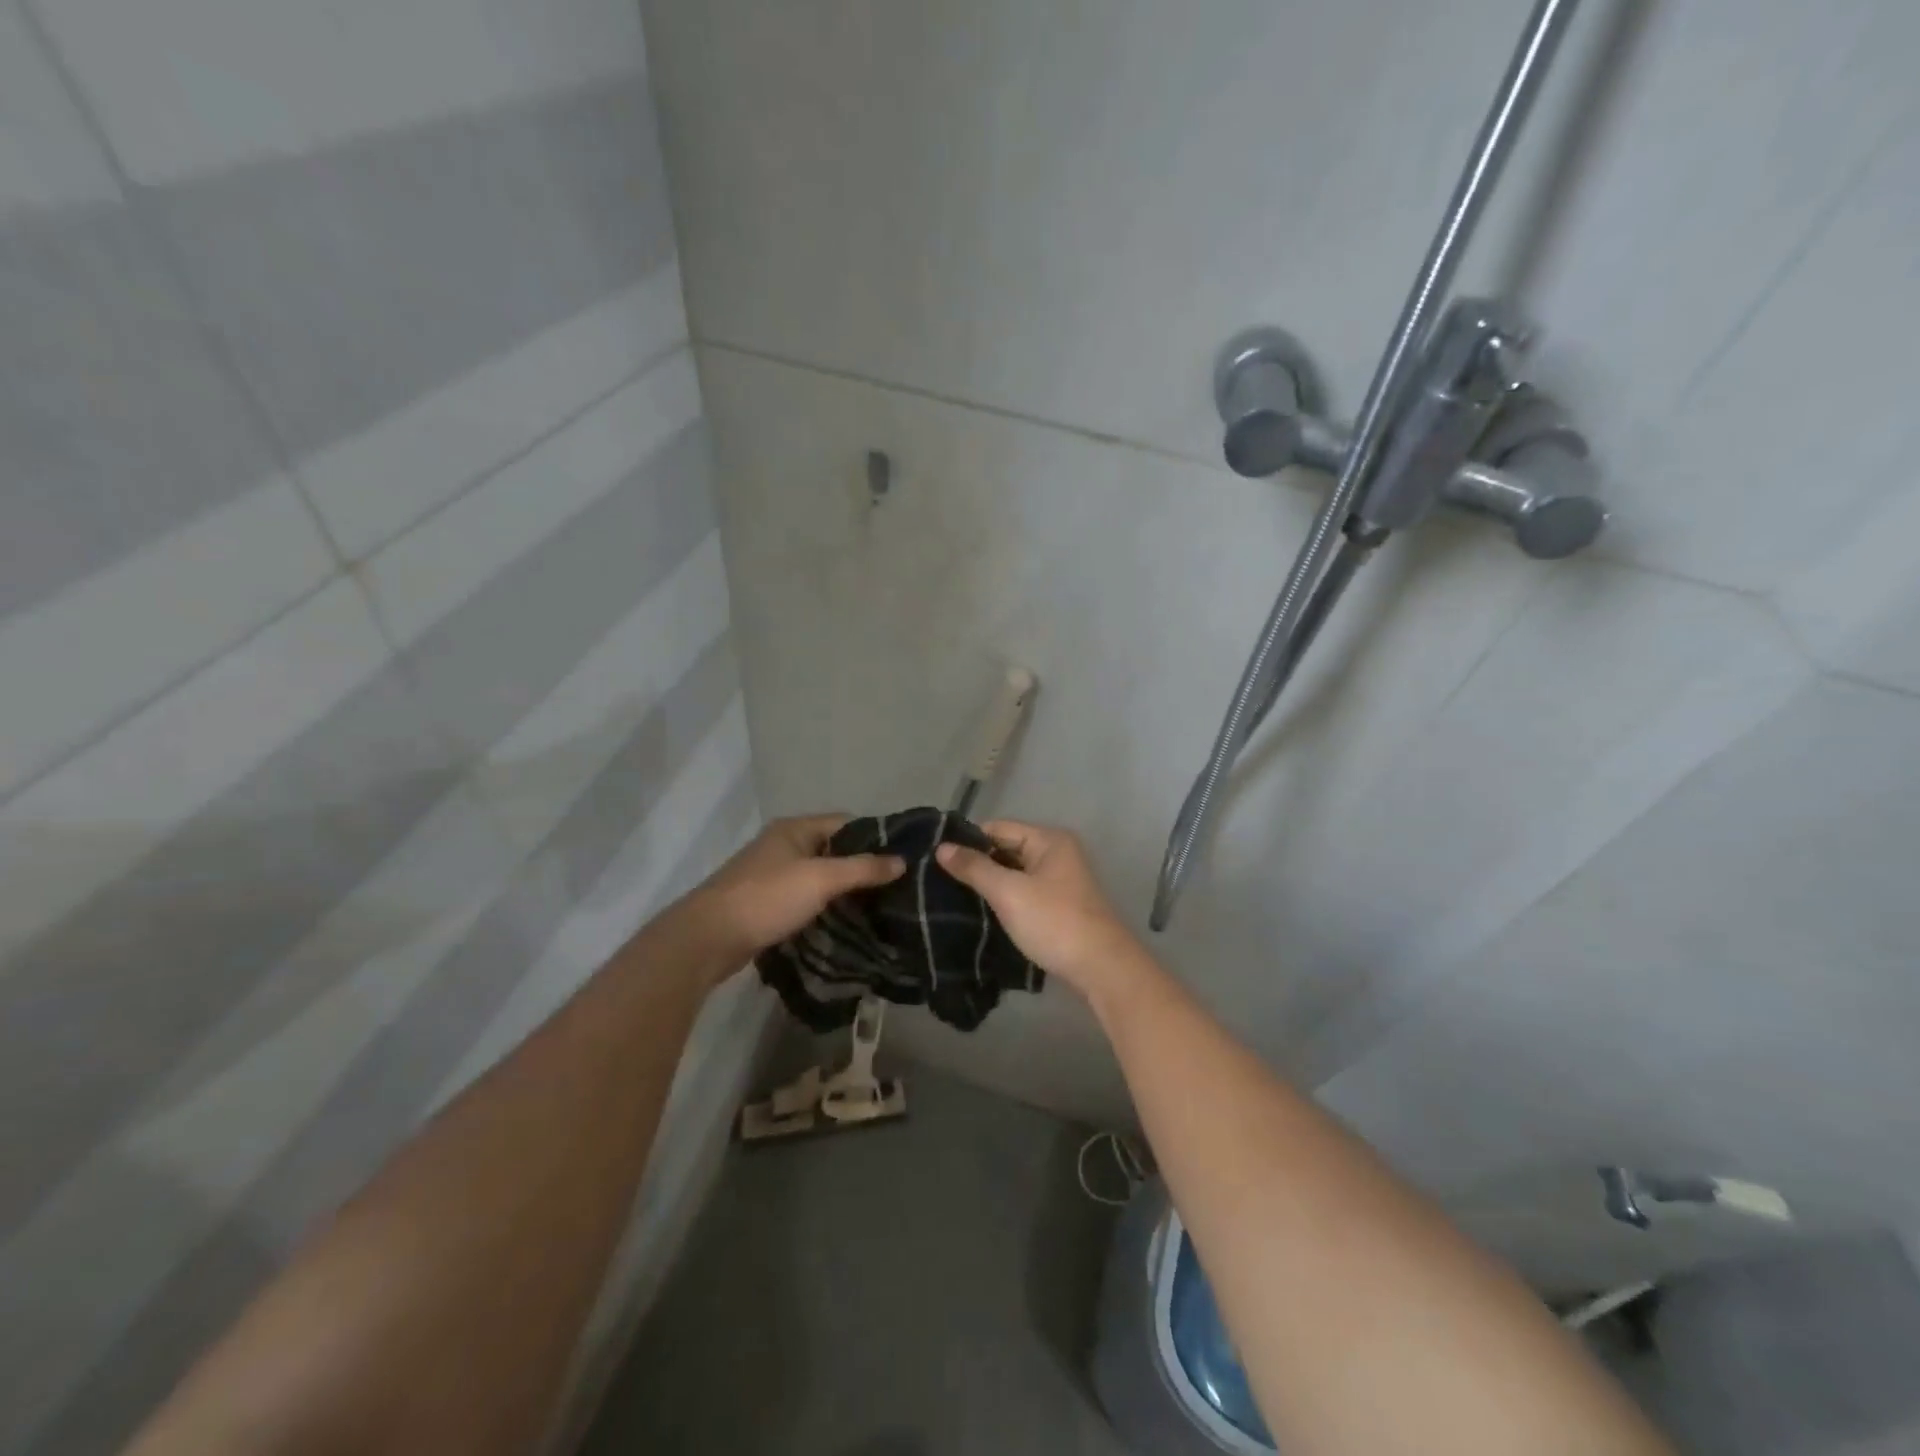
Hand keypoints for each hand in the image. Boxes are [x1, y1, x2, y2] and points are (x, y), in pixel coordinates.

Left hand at [683, 814, 904, 967]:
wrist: (708, 938)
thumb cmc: (767, 898)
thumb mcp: (821, 879)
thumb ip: (862, 869)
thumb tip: (902, 861)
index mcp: (794, 829)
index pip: (846, 823)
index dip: (874, 838)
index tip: (903, 859)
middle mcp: (783, 845)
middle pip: (833, 850)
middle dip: (861, 867)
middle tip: (896, 888)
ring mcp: (772, 875)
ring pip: (819, 877)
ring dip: (843, 890)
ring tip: (878, 908)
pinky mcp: (766, 903)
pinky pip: (805, 898)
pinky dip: (824, 907)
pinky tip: (845, 923)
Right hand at [935, 820, 1138, 992]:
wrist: (1102, 968)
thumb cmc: (1054, 922)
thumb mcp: (1009, 892)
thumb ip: (975, 868)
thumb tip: (942, 847)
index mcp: (1049, 840)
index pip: (998, 828)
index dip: (968, 842)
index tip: (937, 860)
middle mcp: (1057, 853)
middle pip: (1006, 849)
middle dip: (978, 864)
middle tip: (940, 881)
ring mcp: (1061, 881)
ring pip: (1014, 873)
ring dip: (990, 884)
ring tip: (954, 898)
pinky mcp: (1060, 906)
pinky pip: (1024, 892)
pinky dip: (1005, 900)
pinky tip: (982, 913)